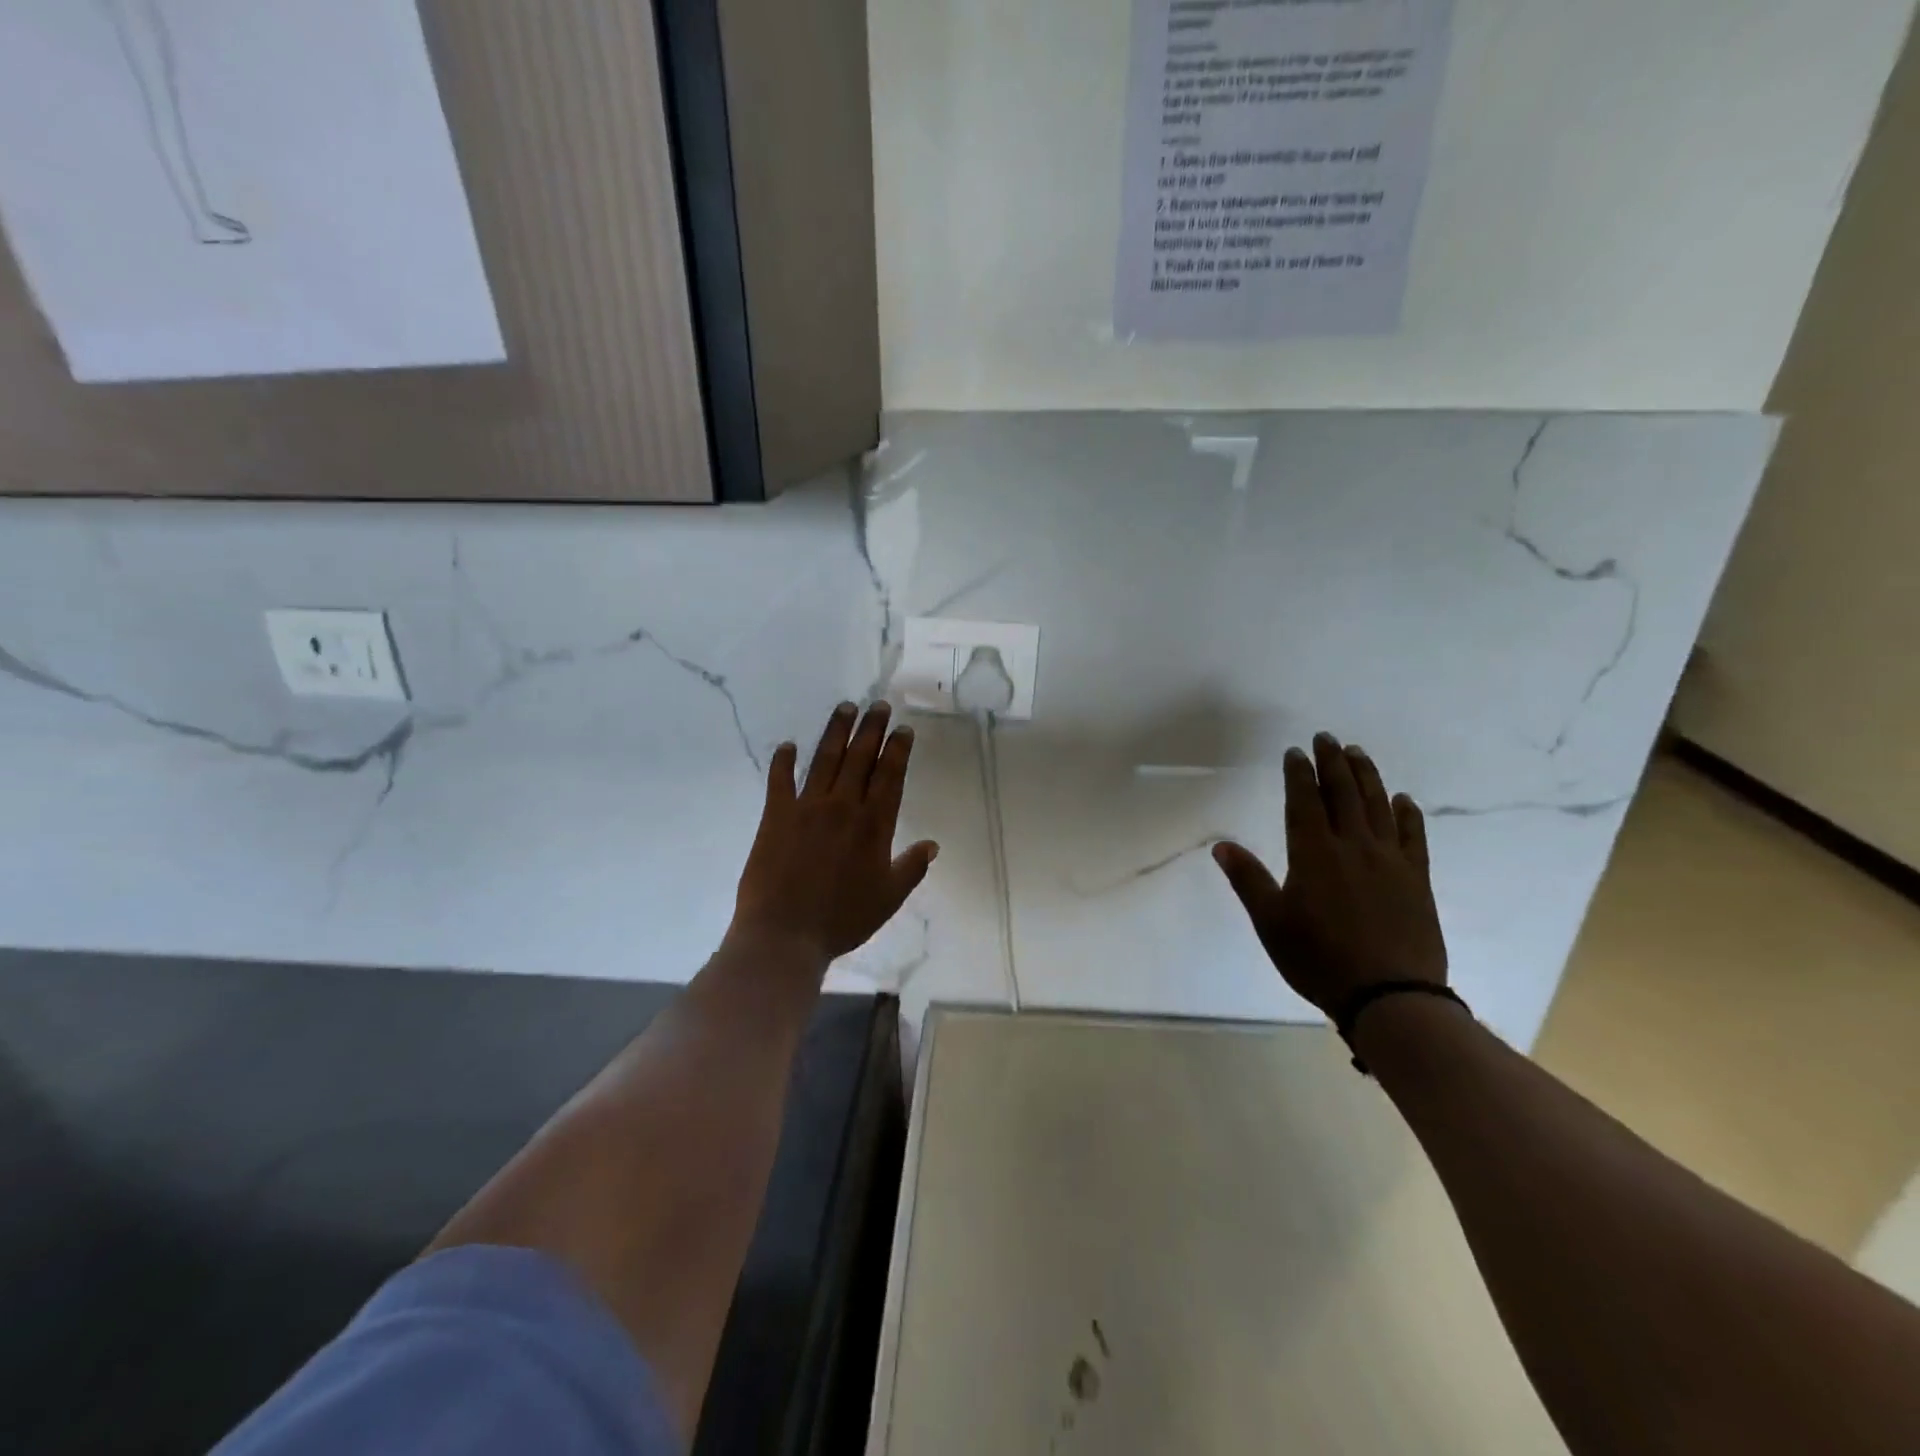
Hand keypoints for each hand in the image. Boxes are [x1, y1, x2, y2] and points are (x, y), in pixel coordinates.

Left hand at [733, 702, 938, 964]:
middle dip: (871, 728)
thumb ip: (911, 868)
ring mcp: (807, 807)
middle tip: (877, 705)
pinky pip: (779, 780)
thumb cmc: (842, 919)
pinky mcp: (775, 816)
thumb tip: (932, 845)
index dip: (897, 749)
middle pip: (860, 758)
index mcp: (874, 825)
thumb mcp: (888, 898)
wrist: (785, 934)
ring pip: (825, 759)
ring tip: (845, 708)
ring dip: (836, 731)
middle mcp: (843, 806)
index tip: (902, 729)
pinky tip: (787, 744)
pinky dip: (783, 760)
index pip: (890, 775)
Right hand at [1212, 732, 1445, 1015]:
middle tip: (1326, 738)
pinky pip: (1413, 836)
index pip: (1304, 801)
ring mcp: (1390, 860)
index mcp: (1313, 854)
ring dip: (1367, 776)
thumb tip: (1221, 845)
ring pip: (1377, 806)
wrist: (1390, 996)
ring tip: (1358, 753)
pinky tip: (1403, 799)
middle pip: (1343, 793)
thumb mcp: (1271, 922)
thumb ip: (1247, 880)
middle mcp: (1352, 846)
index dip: (1299, 774)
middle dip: (1333, 762)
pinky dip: (1408, 814)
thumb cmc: (1319, 959)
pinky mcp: (1417, 878)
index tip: (1295, 752)